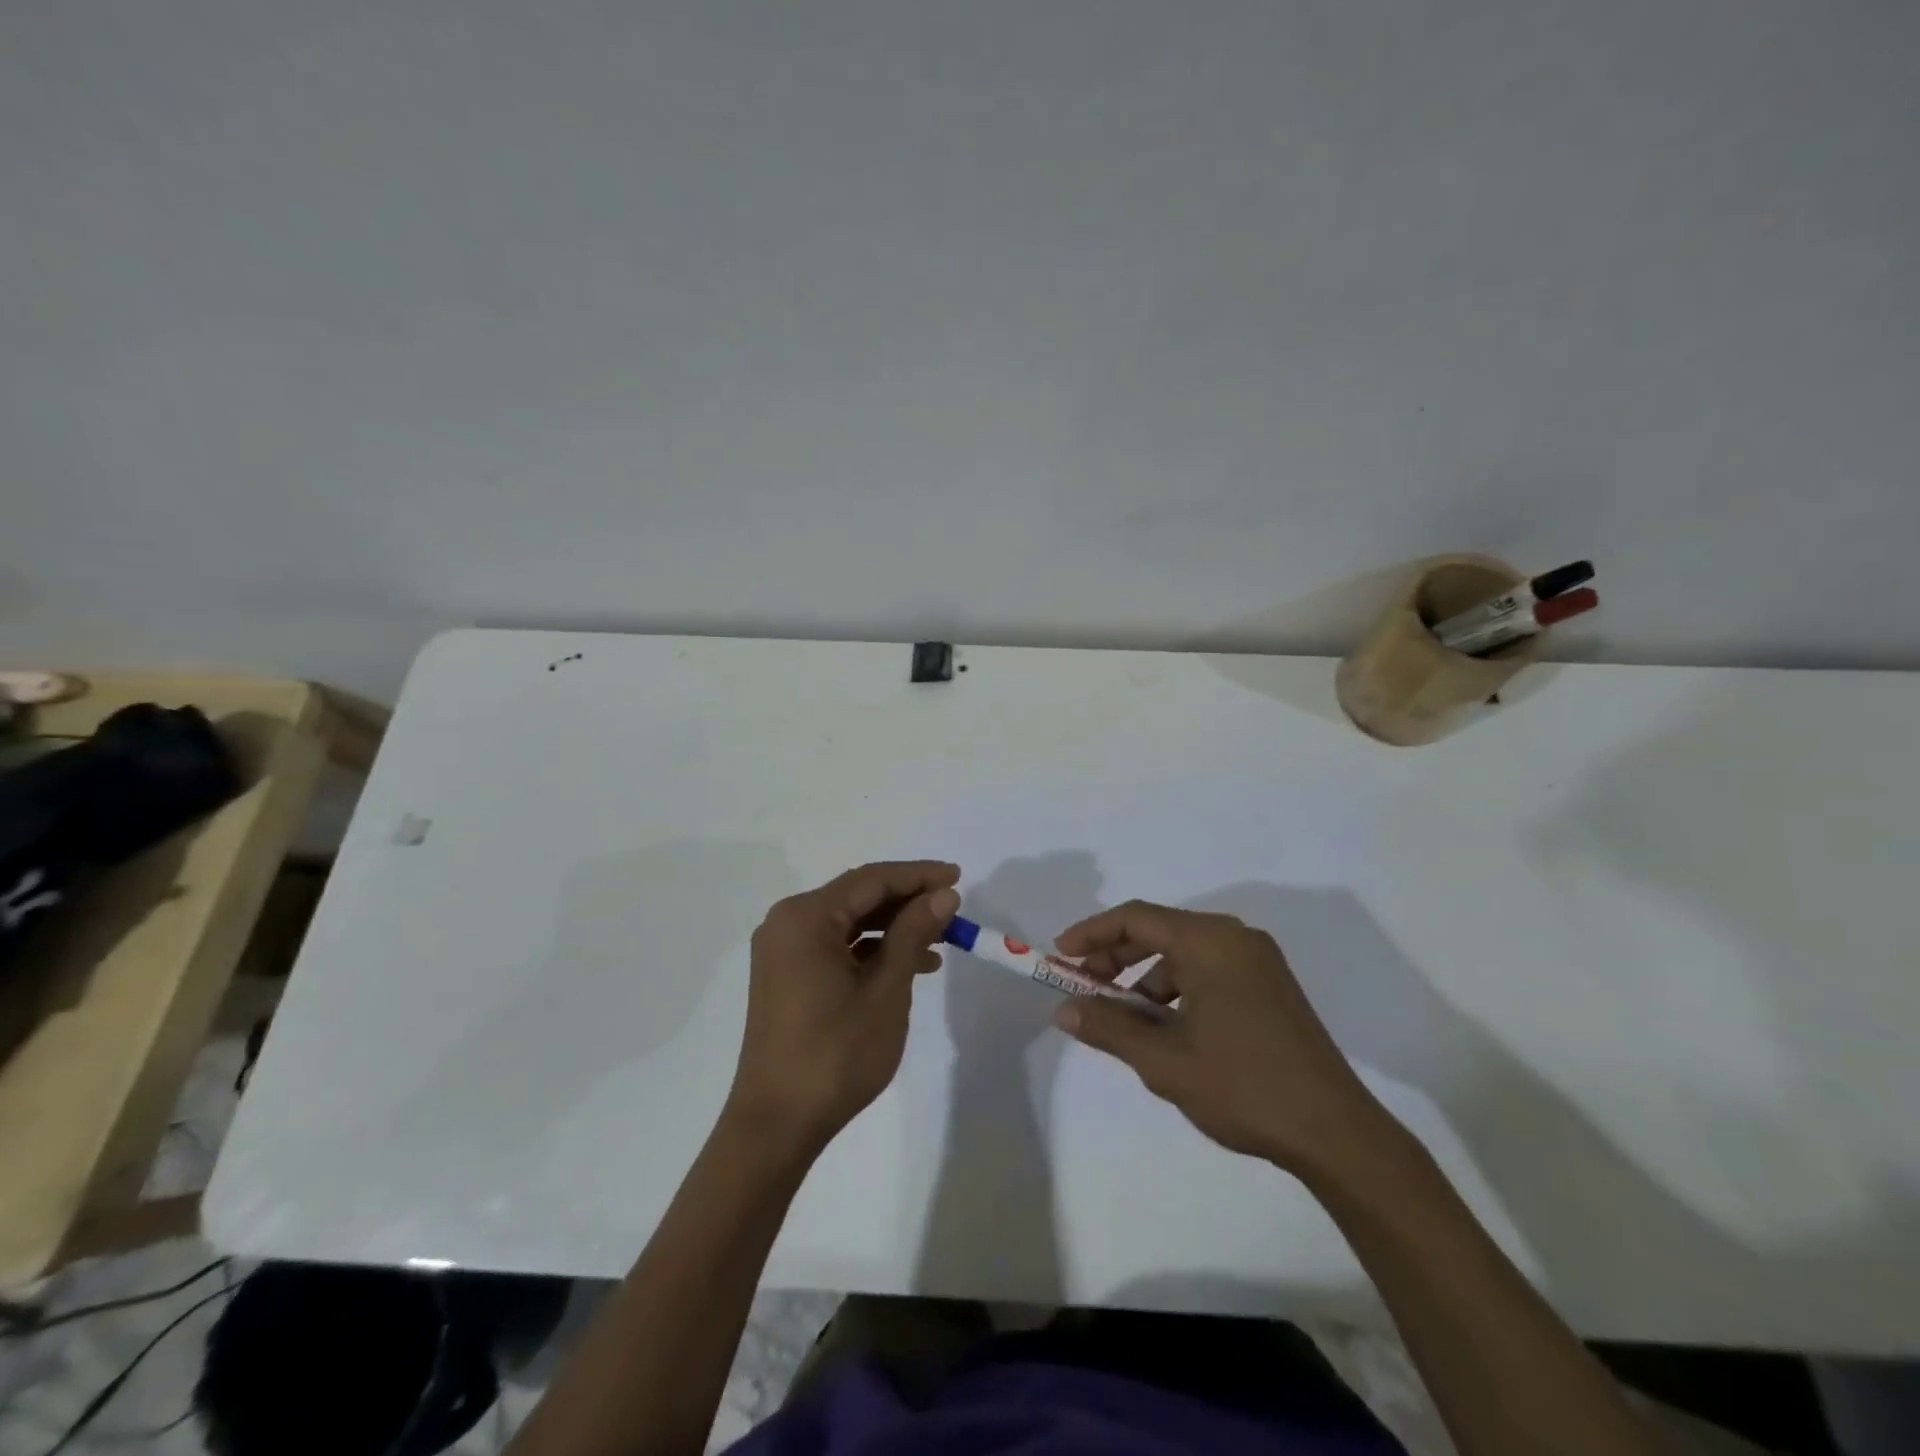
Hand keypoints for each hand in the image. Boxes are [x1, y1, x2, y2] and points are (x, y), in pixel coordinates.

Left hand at [725, 861, 960, 1159]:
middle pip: (858, 897)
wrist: (777, 1125)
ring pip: (849, 922)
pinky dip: (871, 951)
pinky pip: (836, 946)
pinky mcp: (787, 975)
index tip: (958, 876)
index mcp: (805, 917)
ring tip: (940, 943)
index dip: (918, 875)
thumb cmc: (835, 1054)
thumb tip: (943, 895)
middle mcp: (787, 923)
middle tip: (952, 910)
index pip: (871, 880)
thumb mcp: (886, 990)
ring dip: (893, 928)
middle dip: (907, 902)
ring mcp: (784, 950)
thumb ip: (913, 933)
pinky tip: (908, 966)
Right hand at [1053, 901, 1393, 1176]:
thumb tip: (1064, 1010)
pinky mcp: (1270, 987)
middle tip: (1084, 988)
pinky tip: (1167, 1030)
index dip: (1092, 933)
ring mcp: (1257, 962)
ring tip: (1124, 1020)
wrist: (1336, 1134)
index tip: (1060, 956)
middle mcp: (1235, 938)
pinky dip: (1177, 991)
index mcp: (1210, 941)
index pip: (1136, 918)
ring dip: (1146, 979)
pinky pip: (1208, 971)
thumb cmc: (1243, 1087)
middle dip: (1116, 958)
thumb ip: (1109, 1027)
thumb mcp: (1163, 1060)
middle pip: (1160, 931)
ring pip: (1183, 954)